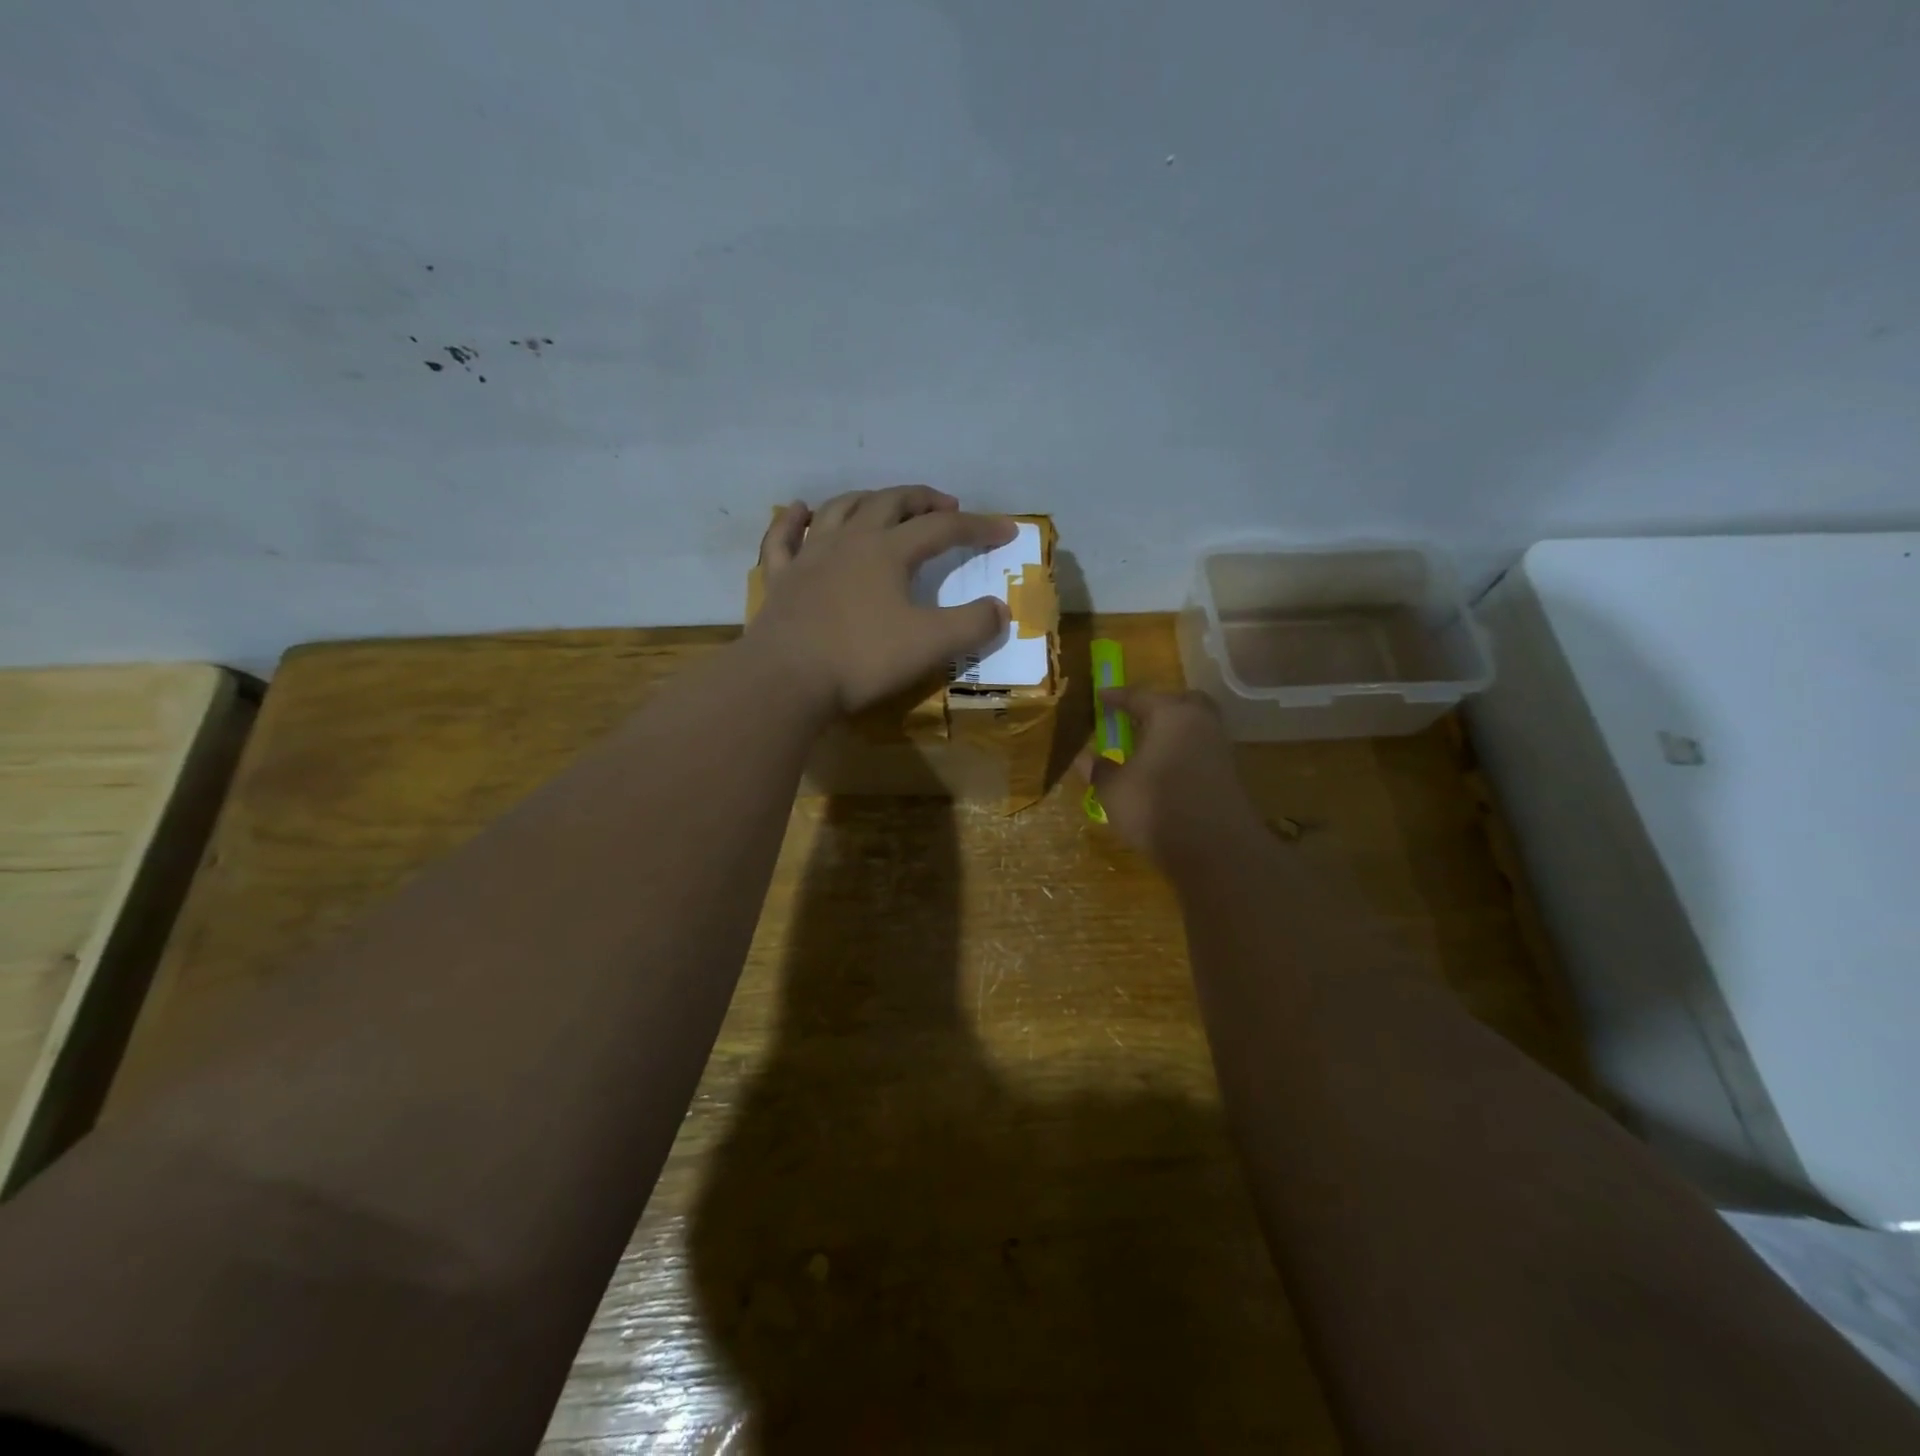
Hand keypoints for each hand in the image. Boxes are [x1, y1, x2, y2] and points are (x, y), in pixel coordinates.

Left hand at [744, 486, 1016, 715]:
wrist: (786, 679)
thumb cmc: (862, 659)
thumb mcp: (930, 645)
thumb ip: (972, 625)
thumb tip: (1000, 609)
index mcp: (888, 551)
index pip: (942, 528)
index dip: (978, 527)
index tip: (1006, 531)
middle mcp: (849, 541)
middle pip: (890, 503)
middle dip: (922, 500)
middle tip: (944, 505)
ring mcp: (809, 556)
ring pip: (839, 510)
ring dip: (867, 499)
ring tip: (883, 502)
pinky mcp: (780, 580)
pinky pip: (783, 538)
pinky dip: (793, 520)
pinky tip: (801, 510)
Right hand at [1077, 688, 1265, 870]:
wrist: (1215, 850)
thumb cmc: (1156, 807)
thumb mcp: (1114, 790)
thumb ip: (1099, 770)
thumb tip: (1084, 758)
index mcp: (1171, 714)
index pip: (1138, 696)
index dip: (1115, 697)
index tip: (1099, 696)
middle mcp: (1200, 722)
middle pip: (1179, 703)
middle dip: (1156, 707)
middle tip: (1133, 717)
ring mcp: (1220, 748)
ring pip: (1193, 727)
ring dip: (1171, 732)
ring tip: (1146, 747)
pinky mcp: (1229, 774)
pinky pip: (1200, 750)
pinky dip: (1182, 752)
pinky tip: (1165, 770)